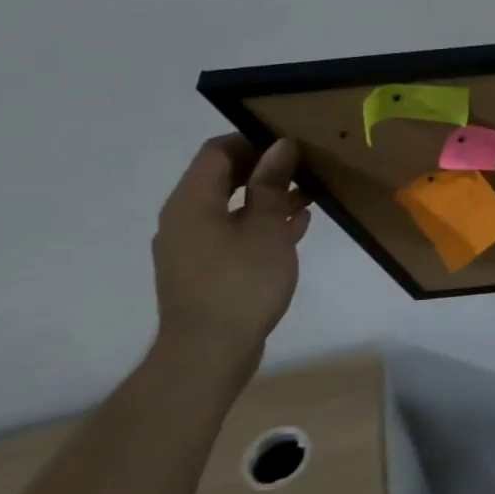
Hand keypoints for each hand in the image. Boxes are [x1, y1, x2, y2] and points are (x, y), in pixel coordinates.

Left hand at [151, 135, 311, 382]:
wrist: (209, 353)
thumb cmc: (240, 283)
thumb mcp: (265, 228)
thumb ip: (271, 184)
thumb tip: (280, 146)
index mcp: (191, 202)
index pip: (217, 152)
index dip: (253, 140)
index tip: (292, 143)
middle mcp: (184, 219)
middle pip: (222, 178)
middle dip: (264, 169)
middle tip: (306, 167)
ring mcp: (192, 247)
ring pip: (231, 207)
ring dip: (267, 197)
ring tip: (310, 195)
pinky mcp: (205, 271)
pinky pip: (233, 233)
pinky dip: (260, 224)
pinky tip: (295, 227)